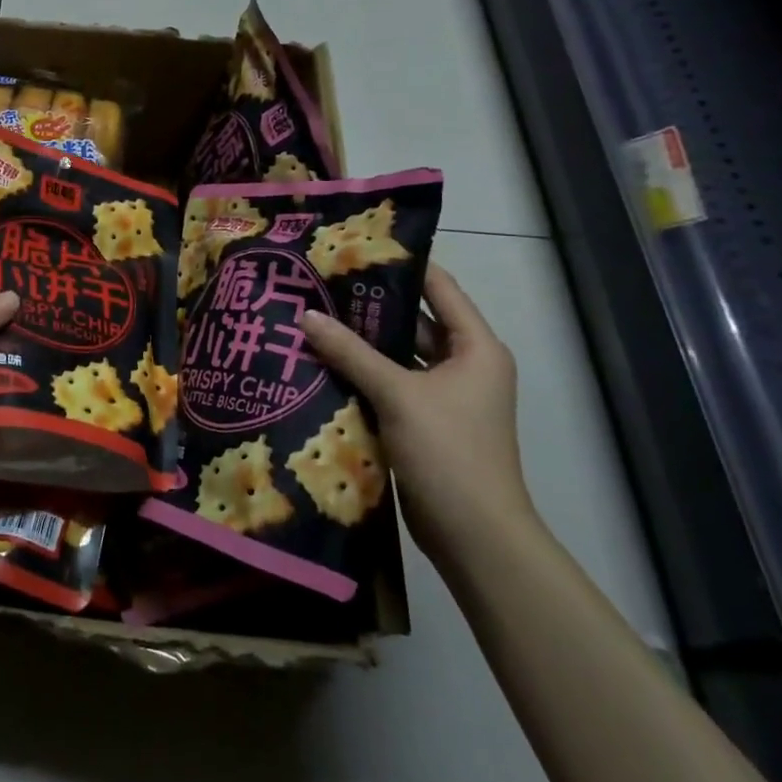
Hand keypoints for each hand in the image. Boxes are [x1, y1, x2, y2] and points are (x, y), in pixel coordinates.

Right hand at [300, 263, 530, 564]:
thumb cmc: (448, 451)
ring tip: (314, 317)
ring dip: (363, 342)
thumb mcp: (397, 394)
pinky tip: (323, 363)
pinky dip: (363, 374)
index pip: (439, 287)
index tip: (356, 246)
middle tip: (321, 283)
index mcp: (475, 347)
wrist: (475, 535)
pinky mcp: (425, 422)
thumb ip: (350, 352)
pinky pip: (391, 384)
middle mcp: (464, 365)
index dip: (402, 265)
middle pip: (414, 321)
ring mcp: (445, 396)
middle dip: (370, 305)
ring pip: (399, 355)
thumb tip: (305, 315)